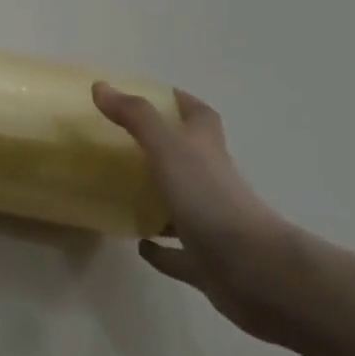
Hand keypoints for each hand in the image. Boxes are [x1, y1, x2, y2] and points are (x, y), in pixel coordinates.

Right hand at [91, 82, 299, 338]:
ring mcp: (210, 223)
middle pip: (190, 158)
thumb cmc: (209, 198)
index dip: (180, 102)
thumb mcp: (168, 148)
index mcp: (206, 151)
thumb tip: (100, 86)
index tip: (154, 95)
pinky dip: (158, 248)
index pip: (199, 116)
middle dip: (162, 148)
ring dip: (157, 199)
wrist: (254, 269)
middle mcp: (212, 183)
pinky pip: (177, 252)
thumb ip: (136, 117)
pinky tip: (139, 243)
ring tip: (121, 192)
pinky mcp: (204, 260)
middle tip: (121, 142)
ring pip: (181, 204)